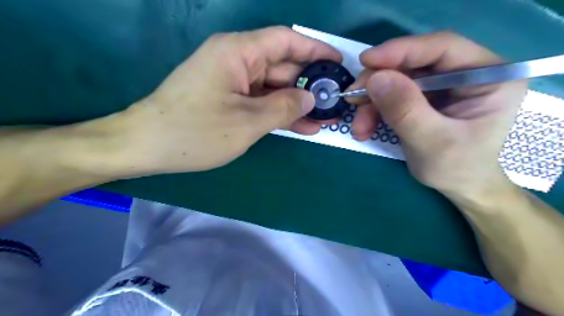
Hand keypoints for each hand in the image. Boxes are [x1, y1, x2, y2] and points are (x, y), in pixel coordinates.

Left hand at [119, 27, 338, 173]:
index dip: (315, 50)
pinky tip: (301, 125)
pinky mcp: (228, 98)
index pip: (286, 41)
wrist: (147, 146)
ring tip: (323, 119)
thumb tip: (309, 98)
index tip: (337, 64)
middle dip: (308, 85)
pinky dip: (278, 112)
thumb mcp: (247, 122)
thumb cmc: (194, 132)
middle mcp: (236, 60)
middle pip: (282, 66)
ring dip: (296, 103)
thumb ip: (283, 107)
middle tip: (334, 102)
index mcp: (238, 52)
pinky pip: (260, 100)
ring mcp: (232, 81)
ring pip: (273, 87)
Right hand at [349, 33, 529, 199]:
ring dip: (372, 102)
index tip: (366, 61)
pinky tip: (364, 129)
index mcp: (488, 75)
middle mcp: (465, 73)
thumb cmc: (457, 168)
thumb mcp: (432, 141)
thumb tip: (375, 78)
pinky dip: (374, 111)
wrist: (457, 187)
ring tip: (359, 127)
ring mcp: (442, 86)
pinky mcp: (424, 98)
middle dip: (378, 82)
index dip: (402, 50)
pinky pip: (392, 95)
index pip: (443, 47)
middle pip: (413, 63)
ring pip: (397, 80)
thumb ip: (405, 109)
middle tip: (353, 98)